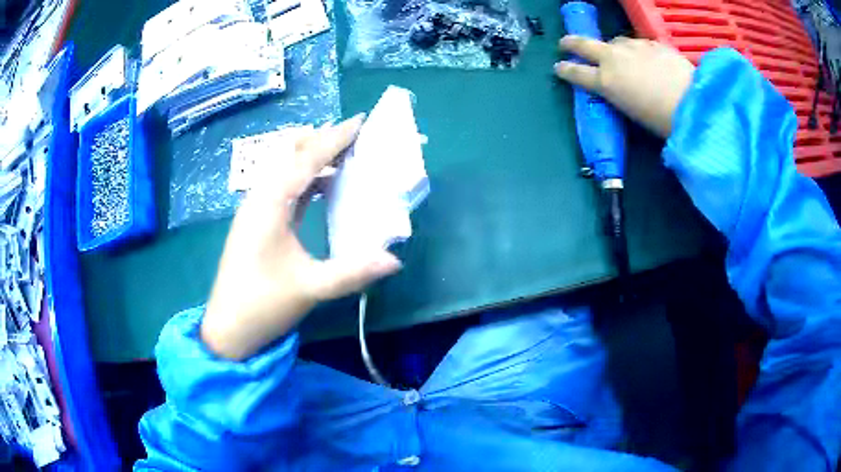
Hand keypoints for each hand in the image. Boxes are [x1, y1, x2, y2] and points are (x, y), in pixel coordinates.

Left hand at [201, 116, 401, 359]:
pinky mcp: (257, 222)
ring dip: (313, 158)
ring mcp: (256, 209)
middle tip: (357, 136)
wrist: (228, 328)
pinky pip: (284, 187)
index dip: (334, 138)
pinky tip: (324, 185)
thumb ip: (352, 273)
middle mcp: (259, 198)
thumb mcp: (309, 288)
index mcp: (269, 204)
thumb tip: (395, 261)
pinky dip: (305, 178)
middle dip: (322, 140)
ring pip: (285, 169)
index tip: (360, 121)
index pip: (305, 159)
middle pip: (290, 154)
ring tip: (346, 155)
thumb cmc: (262, 305)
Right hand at [554, 36, 694, 137]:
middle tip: (565, 44)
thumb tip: (618, 89)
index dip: (565, 70)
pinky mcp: (652, 43)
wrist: (692, 103)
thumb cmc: (661, 121)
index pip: (576, 73)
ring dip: (612, 48)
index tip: (558, 67)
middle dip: (571, 43)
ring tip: (619, 56)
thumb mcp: (632, 113)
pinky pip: (638, 43)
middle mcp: (613, 58)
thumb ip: (619, 95)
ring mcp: (633, 47)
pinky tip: (646, 58)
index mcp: (605, 81)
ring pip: (614, 42)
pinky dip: (637, 50)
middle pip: (584, 44)